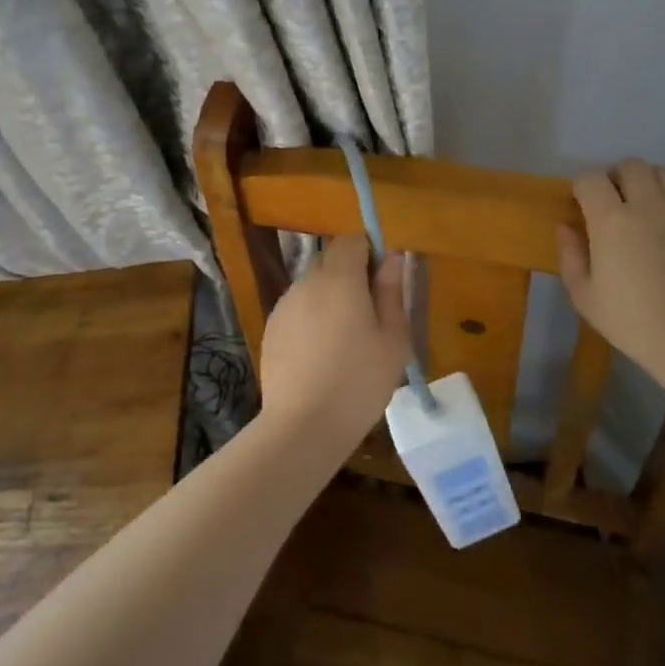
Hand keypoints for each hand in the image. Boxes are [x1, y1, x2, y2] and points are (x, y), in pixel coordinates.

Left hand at [257, 235, 409, 452]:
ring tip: (346, 339)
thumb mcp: (392, 338)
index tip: (383, 282)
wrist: (303, 426)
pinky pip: (298, 308)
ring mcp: (284, 304)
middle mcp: (307, 281)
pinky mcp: (272, 328)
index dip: (370, 252)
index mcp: (339, 277)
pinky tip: (322, 354)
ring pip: (313, 285)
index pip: (353, 240)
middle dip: (351, 275)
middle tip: (370, 314)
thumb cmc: (359, 380)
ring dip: (331, 297)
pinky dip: (312, 318)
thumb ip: (392, 291)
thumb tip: (392, 257)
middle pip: (331, 260)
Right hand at [557, 159, 664, 384]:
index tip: (581, 205)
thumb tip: (566, 227)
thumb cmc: (634, 323)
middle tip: (614, 202)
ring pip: (663, 172)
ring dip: (649, 181)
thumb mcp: (585, 297)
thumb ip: (570, 256)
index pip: (590, 178)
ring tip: (646, 205)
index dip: (582, 187)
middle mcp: (648, 204)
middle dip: (616, 177)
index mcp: (611, 220)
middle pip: (630, 166)